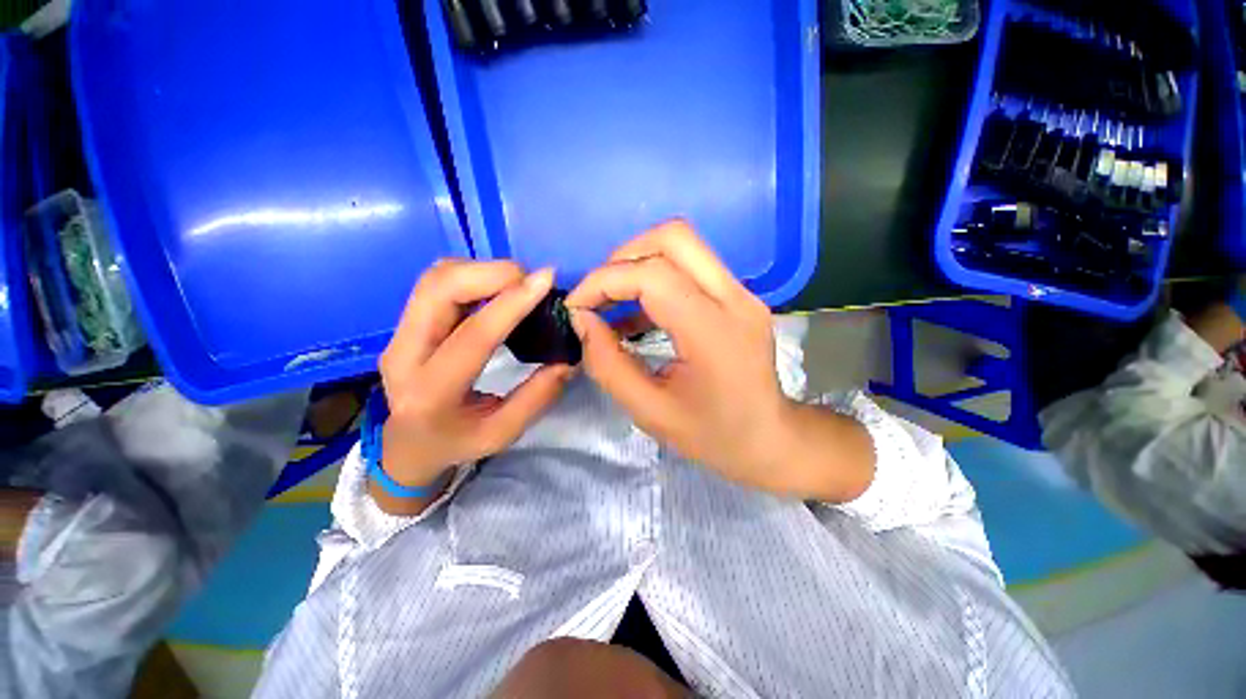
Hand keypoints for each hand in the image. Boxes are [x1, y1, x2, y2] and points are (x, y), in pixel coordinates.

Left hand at [376, 261, 573, 510]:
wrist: (407, 445)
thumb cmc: (456, 443)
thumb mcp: (502, 433)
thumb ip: (537, 397)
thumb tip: (568, 359)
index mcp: (431, 393)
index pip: (473, 336)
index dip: (511, 303)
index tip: (545, 281)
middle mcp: (404, 354)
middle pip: (439, 288)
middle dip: (491, 273)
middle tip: (531, 281)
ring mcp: (399, 332)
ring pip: (436, 277)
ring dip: (481, 271)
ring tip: (518, 284)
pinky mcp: (407, 321)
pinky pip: (438, 282)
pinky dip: (472, 275)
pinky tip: (497, 289)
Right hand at [566, 221, 873, 500]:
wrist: (769, 438)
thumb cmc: (712, 434)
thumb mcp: (649, 410)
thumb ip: (607, 363)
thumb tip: (582, 320)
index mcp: (713, 331)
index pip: (652, 275)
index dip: (604, 281)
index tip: (577, 307)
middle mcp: (734, 298)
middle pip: (673, 237)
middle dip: (623, 258)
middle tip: (599, 295)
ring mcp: (742, 292)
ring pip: (683, 244)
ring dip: (638, 262)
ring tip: (613, 301)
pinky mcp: (739, 295)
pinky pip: (691, 265)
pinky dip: (656, 276)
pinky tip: (637, 311)